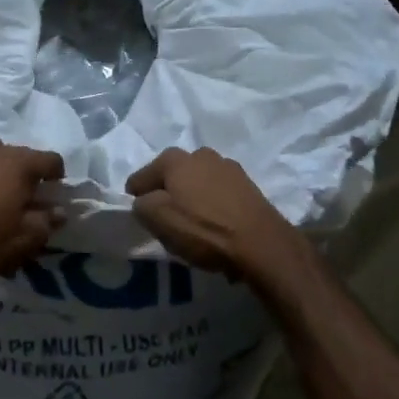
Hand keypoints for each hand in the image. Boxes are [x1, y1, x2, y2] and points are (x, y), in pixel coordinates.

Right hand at [126, 147, 306, 284]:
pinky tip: (217, 227)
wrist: (262, 244)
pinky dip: (214, 207)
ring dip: (192, 200)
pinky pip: (219, 195)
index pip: (141, 177)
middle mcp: (201, 154)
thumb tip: (144, 201)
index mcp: (175, 158)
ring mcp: (228, 167)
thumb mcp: (158, 220)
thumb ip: (142, 205)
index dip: (136, 198)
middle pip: (172, 177)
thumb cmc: (203, 229)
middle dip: (167, 195)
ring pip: (197, 184)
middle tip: (168, 222)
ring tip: (195, 226)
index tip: (141, 217)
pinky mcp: (248, 185)